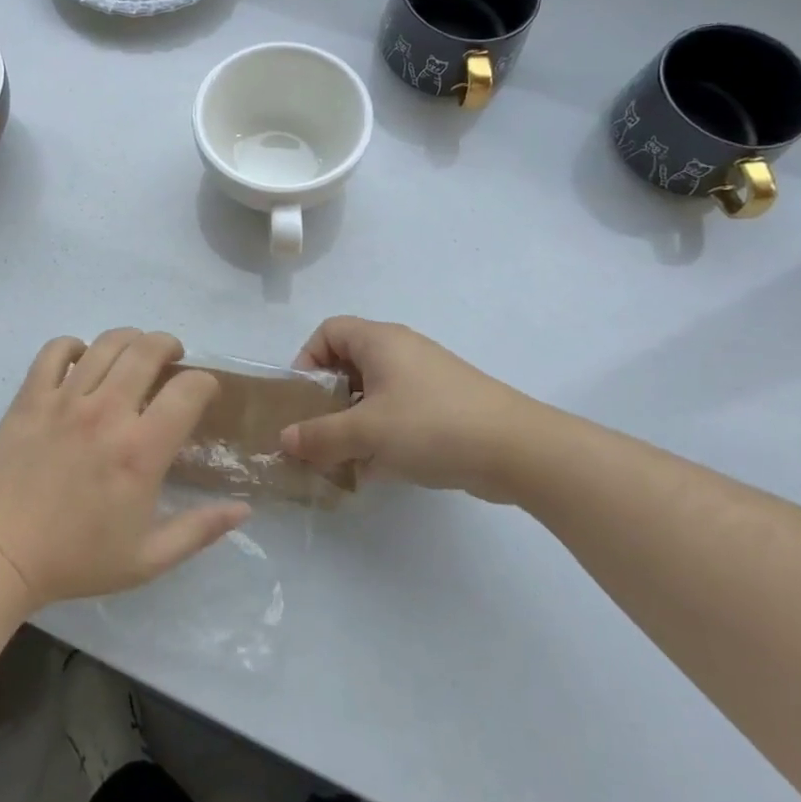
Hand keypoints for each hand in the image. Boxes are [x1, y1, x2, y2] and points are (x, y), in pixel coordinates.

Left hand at [0, 329, 249, 608]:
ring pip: (105, 343)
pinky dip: (73, 345)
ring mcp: (64, 400)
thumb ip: (199, 530)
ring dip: (129, 339)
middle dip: (169, 345)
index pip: (188, 390)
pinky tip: (82, 358)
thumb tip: (243, 508)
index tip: (203, 391)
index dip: (205, 382)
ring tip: (134, 351)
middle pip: (147, 350)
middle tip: (172, 357)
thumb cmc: (76, 560)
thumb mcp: (148, 559)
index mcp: (140, 450)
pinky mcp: (30, 398)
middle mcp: (106, 413)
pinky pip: (54, 351)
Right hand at [280, 317, 545, 502]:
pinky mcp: (442, 407)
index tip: (303, 398)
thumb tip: (284, 440)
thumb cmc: (431, 425)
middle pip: (348, 364)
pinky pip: (397, 413)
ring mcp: (425, 380)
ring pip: (372, 393)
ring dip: (352, 423)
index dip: (307, 359)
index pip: (328, 331)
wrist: (516, 450)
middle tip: (317, 433)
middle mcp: (401, 352)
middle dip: (327, 400)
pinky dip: (380, 435)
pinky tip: (374, 470)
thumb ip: (320, 436)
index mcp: (380, 341)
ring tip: (341, 458)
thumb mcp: (367, 431)